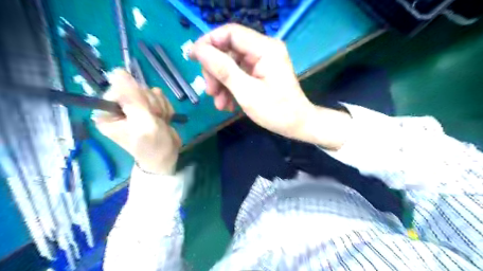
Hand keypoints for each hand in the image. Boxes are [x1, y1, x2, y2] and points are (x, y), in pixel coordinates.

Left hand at [93, 70, 180, 174]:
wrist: (167, 157)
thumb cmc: (153, 146)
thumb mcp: (142, 123)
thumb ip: (132, 98)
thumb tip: (118, 71)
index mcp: (108, 112)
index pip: (120, 87)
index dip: (137, 98)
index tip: (147, 113)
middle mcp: (119, 107)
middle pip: (138, 89)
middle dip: (152, 105)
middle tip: (155, 120)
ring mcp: (135, 107)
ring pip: (151, 92)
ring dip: (160, 108)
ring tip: (160, 122)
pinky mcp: (149, 108)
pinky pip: (160, 97)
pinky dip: (165, 108)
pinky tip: (164, 120)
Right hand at [191, 25, 314, 140]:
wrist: (297, 125)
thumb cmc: (276, 111)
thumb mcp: (246, 92)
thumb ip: (223, 69)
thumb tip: (199, 50)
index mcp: (265, 48)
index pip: (230, 33)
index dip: (208, 42)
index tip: (192, 58)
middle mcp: (264, 50)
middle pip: (229, 50)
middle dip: (215, 71)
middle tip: (210, 92)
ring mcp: (262, 62)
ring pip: (231, 65)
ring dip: (222, 83)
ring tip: (219, 104)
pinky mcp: (261, 73)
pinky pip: (239, 75)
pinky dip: (230, 88)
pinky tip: (228, 105)